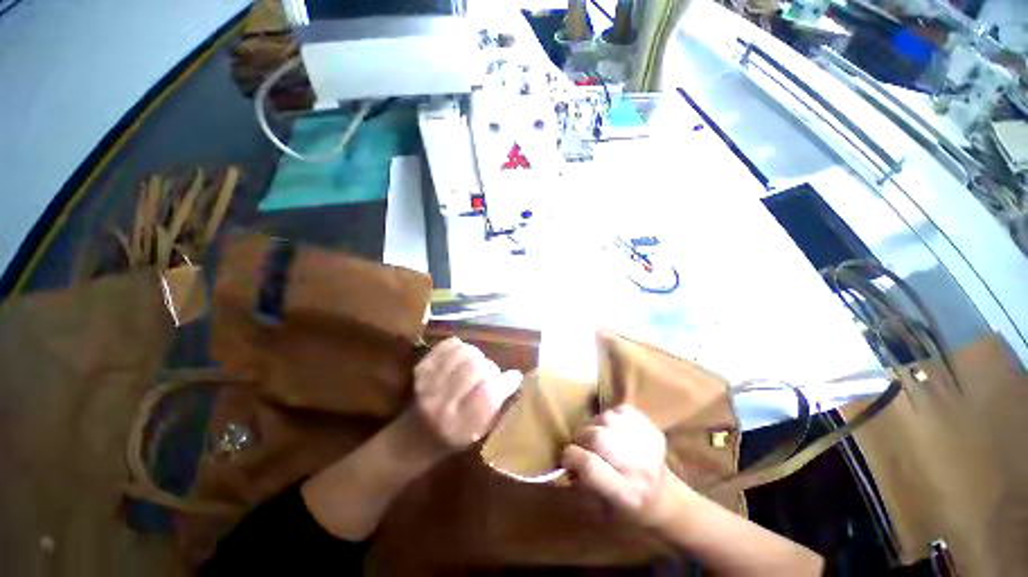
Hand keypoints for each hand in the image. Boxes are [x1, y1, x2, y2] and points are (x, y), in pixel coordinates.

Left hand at [412, 337, 521, 452]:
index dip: (505, 382)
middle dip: (489, 367)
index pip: (488, 396)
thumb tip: (515, 376)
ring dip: (476, 355)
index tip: (514, 376)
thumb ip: (498, 405)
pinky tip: (462, 355)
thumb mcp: (481, 431)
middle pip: (474, 369)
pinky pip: (446, 346)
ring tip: (477, 363)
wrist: (416, 435)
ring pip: (462, 354)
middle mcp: (441, 406)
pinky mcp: (421, 370)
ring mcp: (428, 386)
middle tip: (490, 373)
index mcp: (460, 427)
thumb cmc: (456, 435)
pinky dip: (459, 346)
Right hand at [562, 405, 688, 527]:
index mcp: (625, 493)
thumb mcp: (601, 510)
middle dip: (581, 437)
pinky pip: (621, 410)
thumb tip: (565, 460)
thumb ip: (580, 484)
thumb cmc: (629, 512)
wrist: (667, 502)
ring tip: (597, 436)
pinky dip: (610, 417)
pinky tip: (612, 430)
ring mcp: (648, 445)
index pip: (589, 465)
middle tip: (580, 444)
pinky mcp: (652, 429)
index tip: (566, 458)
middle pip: (598, 437)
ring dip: (595, 425)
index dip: (570, 456)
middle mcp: (639, 467)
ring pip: (607, 418)